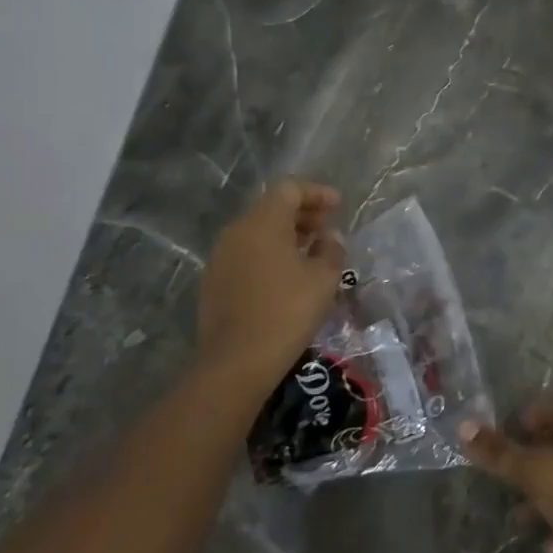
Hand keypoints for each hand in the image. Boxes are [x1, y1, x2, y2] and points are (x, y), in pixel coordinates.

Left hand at [196, 181, 344, 402]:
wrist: (235, 363)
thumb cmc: (286, 312)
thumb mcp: (323, 279)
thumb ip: (331, 249)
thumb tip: (329, 237)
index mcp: (262, 223)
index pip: (289, 190)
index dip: (316, 193)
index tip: (338, 206)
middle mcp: (236, 232)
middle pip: (271, 208)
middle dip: (302, 213)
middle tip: (327, 228)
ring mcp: (220, 257)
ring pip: (257, 232)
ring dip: (286, 235)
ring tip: (311, 252)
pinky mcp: (214, 282)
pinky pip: (247, 254)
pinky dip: (269, 254)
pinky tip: (287, 276)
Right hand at [461, 400, 552, 552]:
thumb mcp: (537, 474)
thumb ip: (501, 453)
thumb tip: (463, 426)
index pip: (547, 407)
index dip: (520, 422)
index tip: (498, 443)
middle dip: (529, 462)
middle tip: (504, 480)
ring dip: (543, 496)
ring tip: (519, 518)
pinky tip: (550, 545)